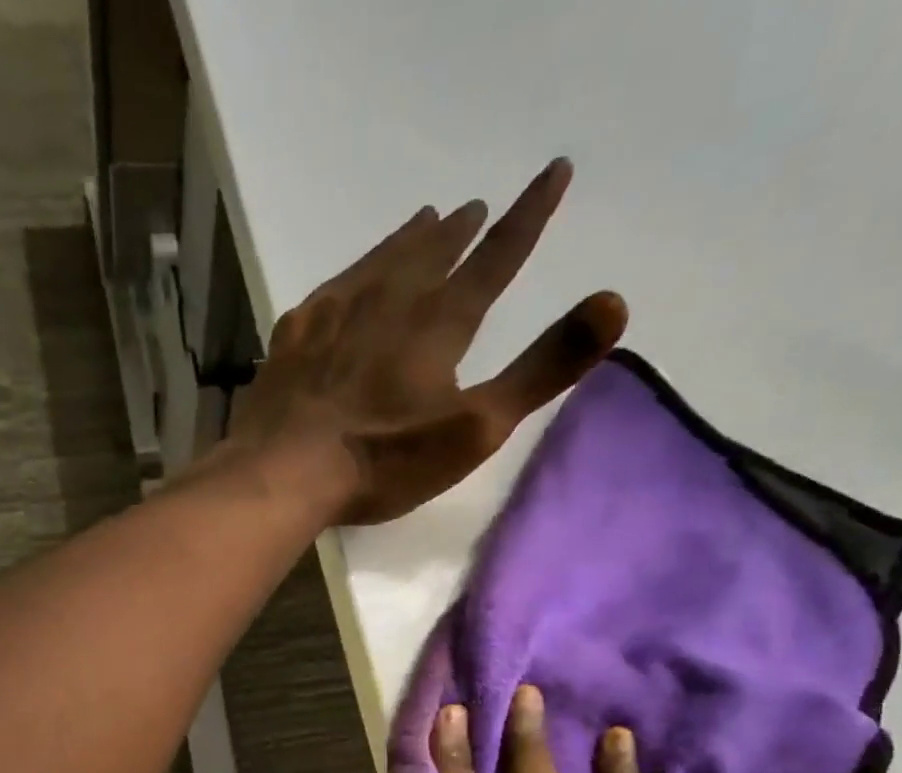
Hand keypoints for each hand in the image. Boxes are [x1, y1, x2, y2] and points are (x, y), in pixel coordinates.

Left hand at [228, 159, 627, 525]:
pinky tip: (346, 280)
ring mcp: (335, 315)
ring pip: (381, 261)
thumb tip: (615, 302)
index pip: (497, 257)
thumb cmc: (386, 459)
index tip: (553, 173)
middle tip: (474, 208)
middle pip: (433, 254)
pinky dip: (351, 273)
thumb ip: (542, 368)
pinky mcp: (295, 337)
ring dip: (407, 240)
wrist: (286, 471)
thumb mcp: (476, 427)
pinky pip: (331, 289)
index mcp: (439, 323)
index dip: (529, 216)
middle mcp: (389, 302)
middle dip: (460, 231)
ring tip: (423, 221)